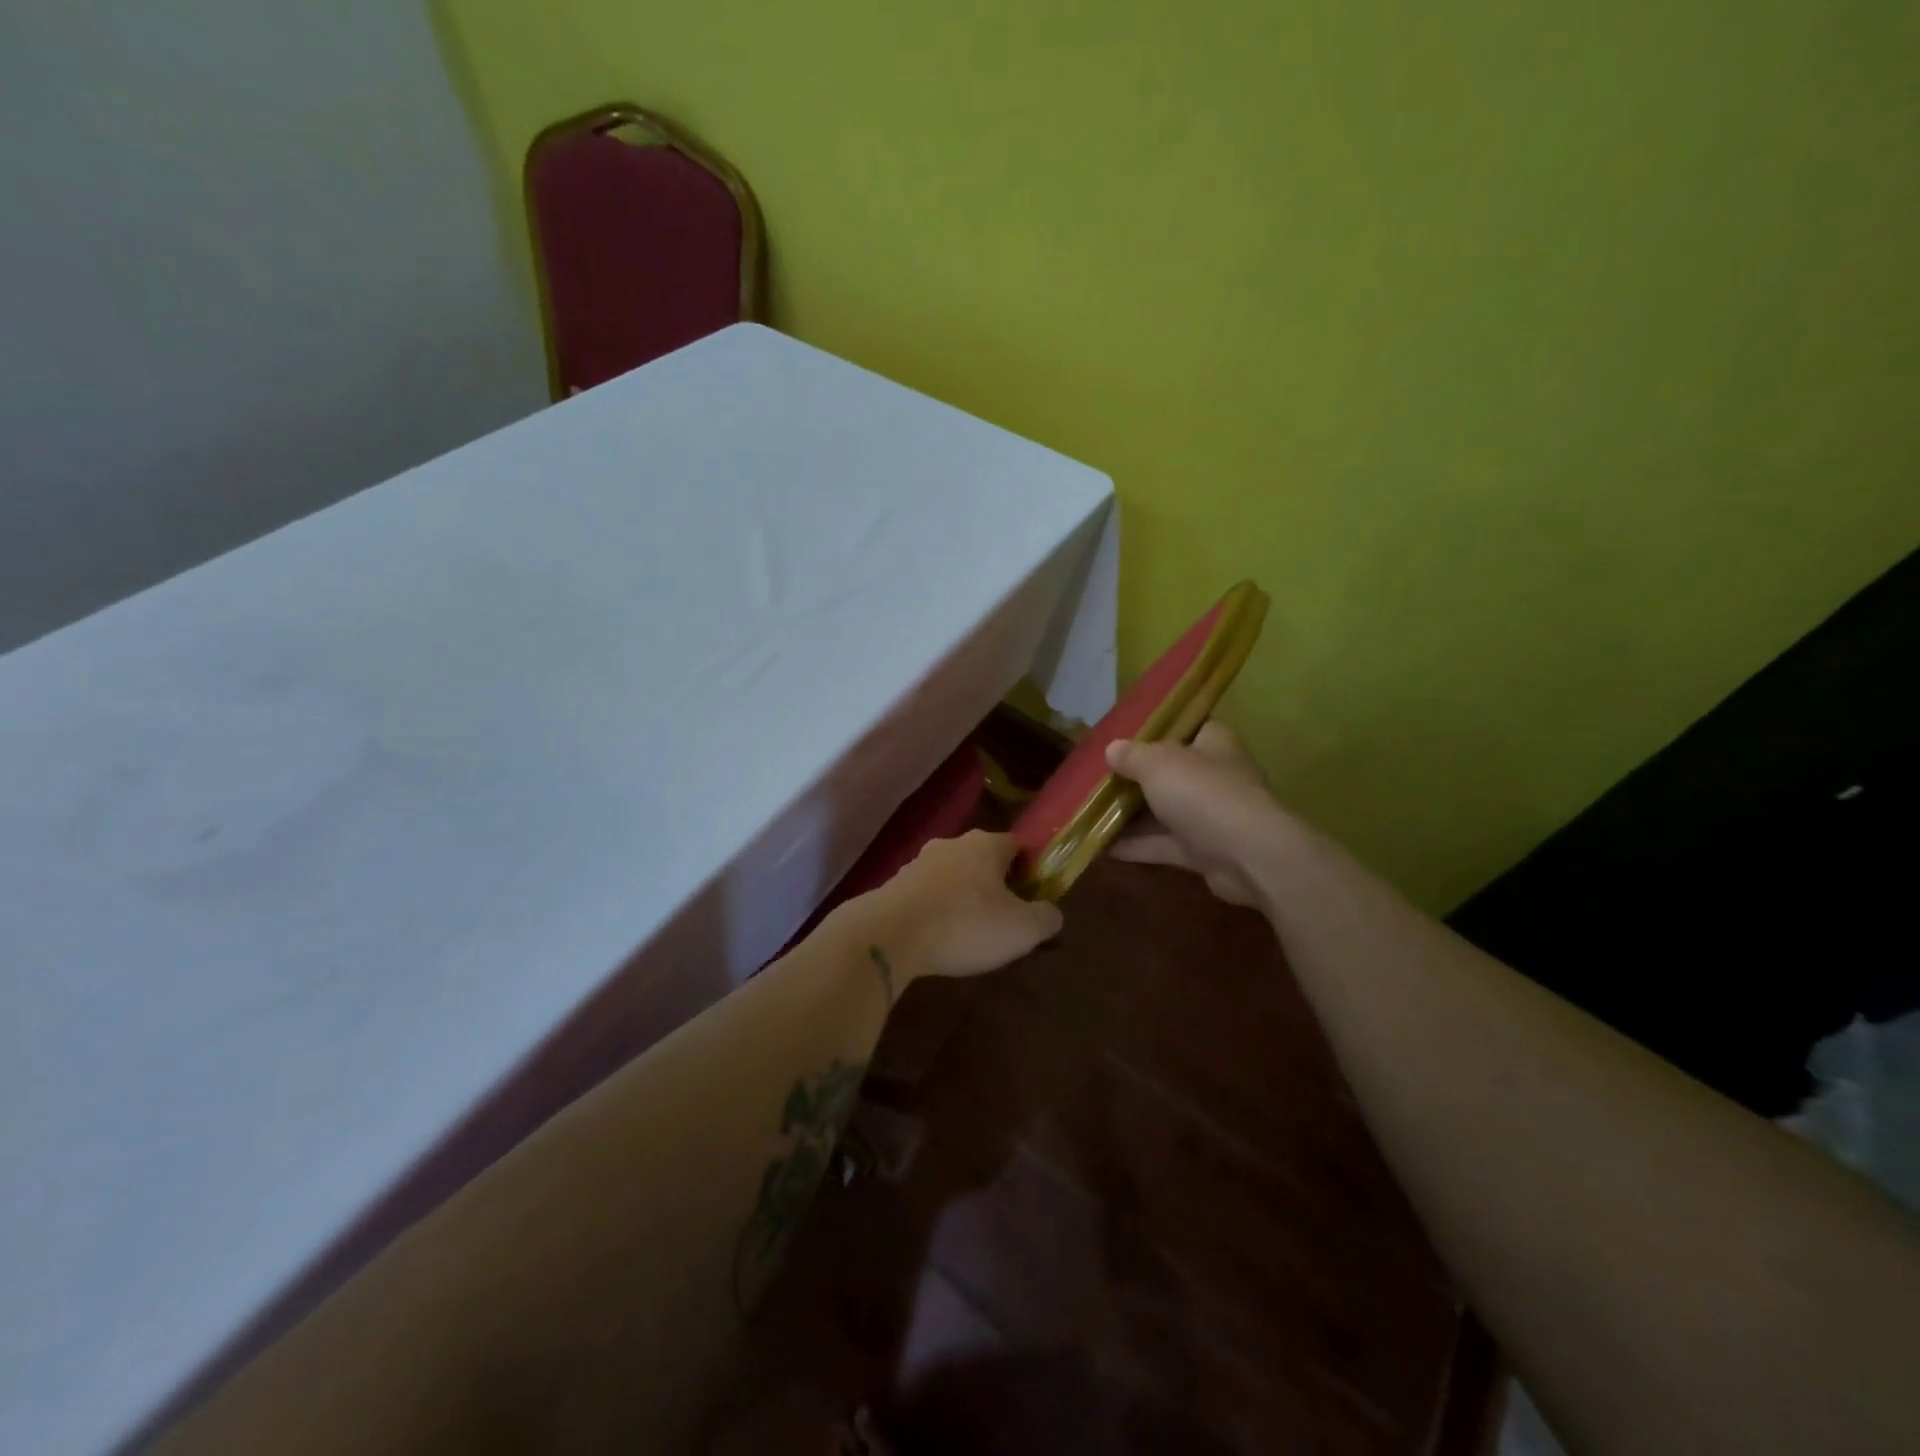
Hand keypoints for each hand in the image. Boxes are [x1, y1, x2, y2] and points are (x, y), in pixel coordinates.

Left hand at [835, 830, 1063, 980]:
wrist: (888, 934)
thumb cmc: (965, 925)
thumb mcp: (1022, 930)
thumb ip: (1046, 918)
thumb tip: (1052, 913)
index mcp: (986, 845)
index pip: (1016, 845)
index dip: (1029, 869)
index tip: (1032, 897)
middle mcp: (952, 844)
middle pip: (982, 859)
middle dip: (994, 884)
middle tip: (1003, 918)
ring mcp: (918, 862)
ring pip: (952, 876)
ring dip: (962, 897)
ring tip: (968, 933)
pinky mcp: (894, 885)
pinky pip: (926, 895)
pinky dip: (936, 910)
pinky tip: (938, 938)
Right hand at [1106, 721, 1286, 909]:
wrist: (1247, 856)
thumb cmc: (1202, 793)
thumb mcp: (1157, 763)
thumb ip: (1132, 755)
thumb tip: (1112, 749)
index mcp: (1213, 743)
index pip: (1189, 726)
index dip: (1160, 728)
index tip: (1126, 734)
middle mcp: (1215, 776)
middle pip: (1171, 771)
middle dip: (1137, 776)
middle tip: (1099, 777)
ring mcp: (1210, 816)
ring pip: (1164, 810)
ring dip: (1132, 814)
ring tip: (1090, 812)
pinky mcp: (1204, 851)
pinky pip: (1163, 844)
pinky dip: (1137, 845)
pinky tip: (1102, 846)